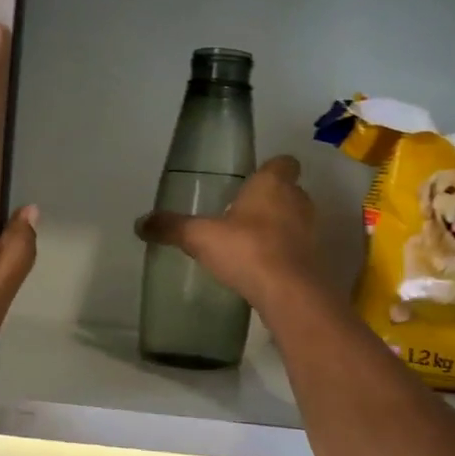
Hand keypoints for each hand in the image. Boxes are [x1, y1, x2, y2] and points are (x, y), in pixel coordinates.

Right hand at [135, 156, 324, 314]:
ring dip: (278, 228)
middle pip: (289, 191)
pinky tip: (261, 268)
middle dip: (270, 200)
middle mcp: (297, 200)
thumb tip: (140, 222)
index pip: (283, 163)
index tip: (252, 181)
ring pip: (295, 220)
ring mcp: (310, 231)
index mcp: (272, 184)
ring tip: (250, 242)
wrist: (289, 292)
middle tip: (243, 213)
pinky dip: (283, 254)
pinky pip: (297, 249)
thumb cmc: (247, 249)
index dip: (270, 169)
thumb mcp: (200, 237)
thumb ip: (172, 227)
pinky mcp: (314, 259)